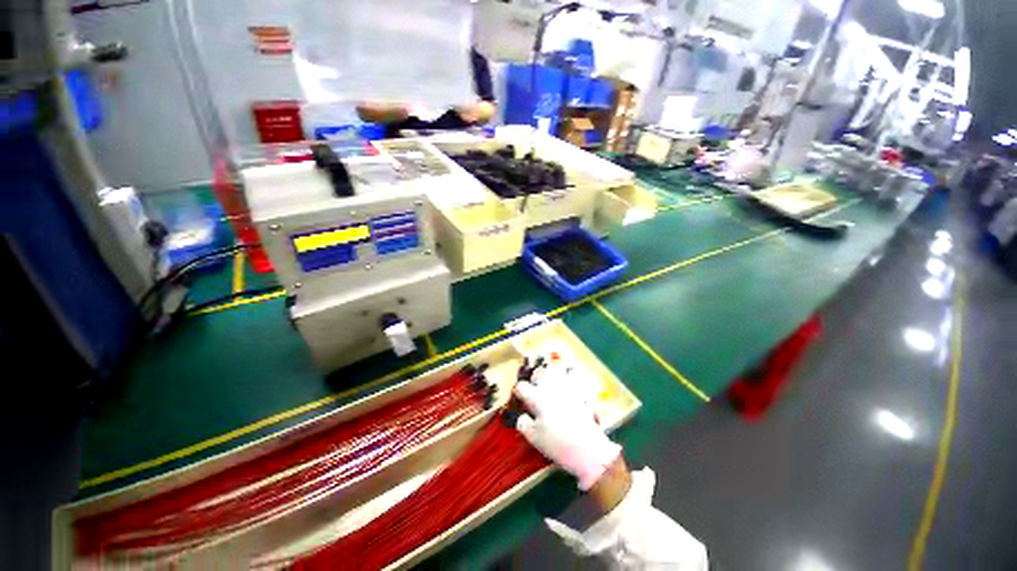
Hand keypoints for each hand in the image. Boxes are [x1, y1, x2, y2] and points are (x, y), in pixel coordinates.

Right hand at [512, 375, 621, 491]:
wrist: (588, 447)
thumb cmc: (557, 443)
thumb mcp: (534, 438)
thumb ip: (523, 424)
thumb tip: (521, 416)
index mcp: (536, 397)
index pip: (522, 387)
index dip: (518, 392)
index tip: (519, 397)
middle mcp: (550, 388)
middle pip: (539, 373)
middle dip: (534, 378)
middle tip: (534, 388)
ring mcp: (566, 387)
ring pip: (556, 369)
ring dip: (551, 372)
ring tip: (550, 381)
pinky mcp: (580, 391)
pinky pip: (573, 375)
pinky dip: (569, 375)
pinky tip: (568, 382)